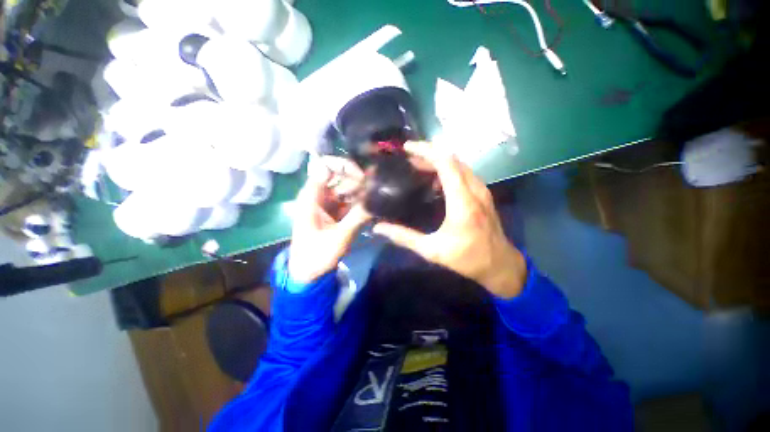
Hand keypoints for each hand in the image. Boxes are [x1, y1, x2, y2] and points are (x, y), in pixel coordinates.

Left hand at [288, 156, 370, 283]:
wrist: (309, 272)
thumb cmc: (317, 255)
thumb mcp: (339, 237)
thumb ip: (358, 216)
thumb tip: (376, 198)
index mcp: (312, 196)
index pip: (326, 167)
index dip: (344, 166)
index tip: (363, 177)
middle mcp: (320, 195)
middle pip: (340, 175)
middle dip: (358, 179)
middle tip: (375, 189)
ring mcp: (329, 203)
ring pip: (347, 187)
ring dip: (362, 190)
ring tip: (377, 196)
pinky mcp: (336, 211)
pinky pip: (350, 199)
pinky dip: (360, 200)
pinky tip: (372, 204)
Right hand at [373, 142, 526, 298]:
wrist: (500, 264)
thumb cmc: (467, 258)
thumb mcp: (432, 250)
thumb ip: (405, 238)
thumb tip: (379, 228)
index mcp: (462, 201)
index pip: (446, 163)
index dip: (425, 151)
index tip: (407, 148)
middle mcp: (474, 189)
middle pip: (452, 158)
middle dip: (429, 153)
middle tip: (408, 158)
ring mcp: (482, 190)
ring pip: (459, 164)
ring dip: (438, 160)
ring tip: (418, 166)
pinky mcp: (483, 194)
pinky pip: (464, 172)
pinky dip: (448, 169)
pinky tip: (435, 180)